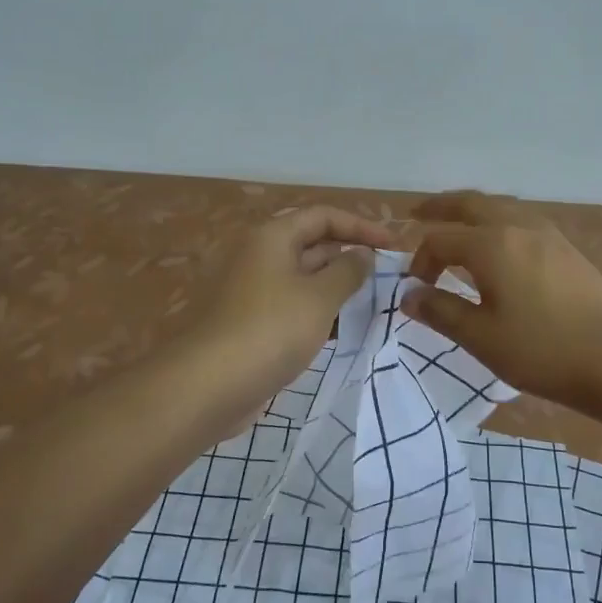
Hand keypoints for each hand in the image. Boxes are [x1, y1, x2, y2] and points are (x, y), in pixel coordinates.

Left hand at [190, 205, 394, 399]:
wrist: (207, 386)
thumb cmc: (270, 330)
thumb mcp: (319, 297)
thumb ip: (348, 271)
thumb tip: (363, 255)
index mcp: (272, 237)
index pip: (324, 216)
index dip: (362, 227)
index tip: (394, 247)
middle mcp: (258, 256)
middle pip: (312, 244)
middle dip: (350, 257)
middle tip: (387, 277)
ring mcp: (250, 290)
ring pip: (302, 278)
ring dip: (336, 287)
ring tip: (372, 302)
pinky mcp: (248, 322)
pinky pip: (290, 305)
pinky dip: (316, 310)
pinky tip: (341, 329)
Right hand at [404, 191, 601, 414]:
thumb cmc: (541, 349)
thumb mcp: (481, 337)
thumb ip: (440, 311)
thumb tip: (408, 295)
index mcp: (491, 244)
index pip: (440, 240)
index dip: (421, 261)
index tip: (415, 289)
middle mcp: (518, 227)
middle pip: (471, 204)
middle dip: (441, 208)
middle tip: (417, 214)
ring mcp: (548, 235)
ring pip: (501, 207)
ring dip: (472, 211)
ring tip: (457, 224)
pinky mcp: (567, 249)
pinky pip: (522, 220)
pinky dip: (498, 221)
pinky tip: (501, 244)